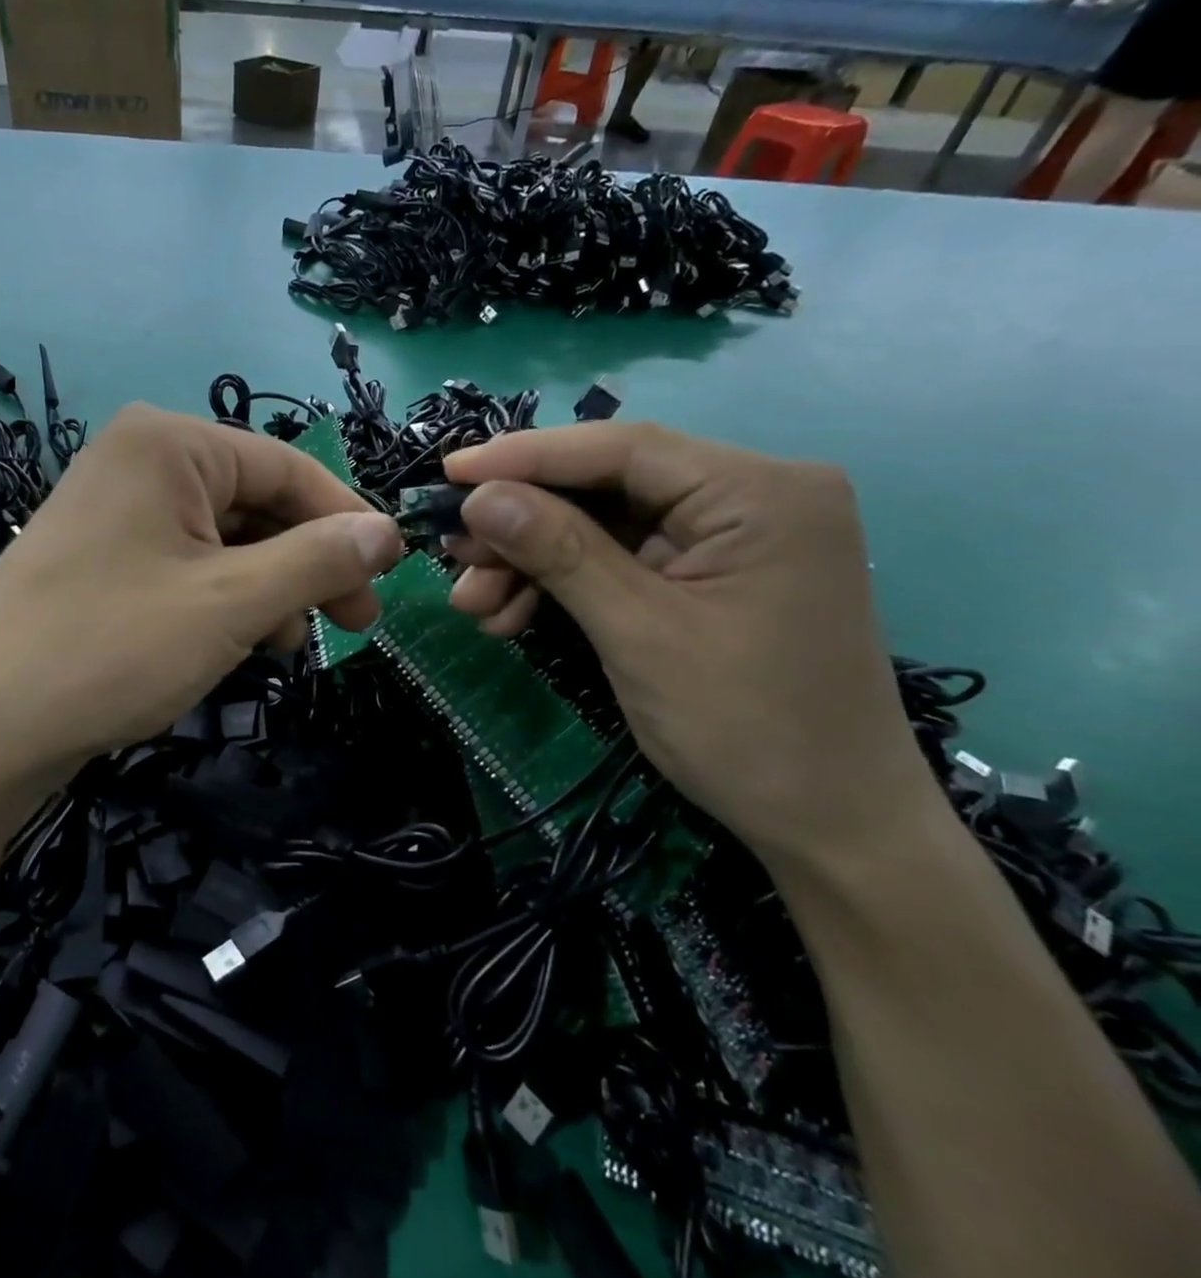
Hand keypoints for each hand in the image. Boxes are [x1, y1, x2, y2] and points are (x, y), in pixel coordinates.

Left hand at [0, 405, 400, 786]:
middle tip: (352, 624)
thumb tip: (387, 531)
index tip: (389, 576)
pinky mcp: (99, 554)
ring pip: (222, 538)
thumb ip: (318, 560)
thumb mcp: (232, 603)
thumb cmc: (113, 648)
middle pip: (255, 502)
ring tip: (288, 646)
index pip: (288, 467)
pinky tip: (239, 643)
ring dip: (268, 587)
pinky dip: (223, 598)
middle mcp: (138, 458)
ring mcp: (113, 507)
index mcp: (169, 443)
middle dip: (306, 563)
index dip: (347, 521)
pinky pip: (184, 562)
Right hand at [442, 423, 936, 868]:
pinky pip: (617, 561)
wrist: (830, 828)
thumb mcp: (638, 632)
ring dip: (531, 562)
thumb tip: (479, 496)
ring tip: (474, 605)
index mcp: (760, 492)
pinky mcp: (706, 575)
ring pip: (600, 526)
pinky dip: (561, 586)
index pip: (622, 449)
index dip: (526, 456)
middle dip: (523, 525)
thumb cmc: (748, 728)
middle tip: (455, 557)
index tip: (449, 473)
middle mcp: (749, 497)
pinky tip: (512, 616)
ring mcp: (727, 538)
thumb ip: (558, 552)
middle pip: (605, 487)